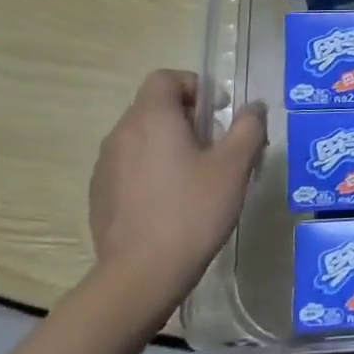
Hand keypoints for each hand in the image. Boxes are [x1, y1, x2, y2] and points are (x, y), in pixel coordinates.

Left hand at [86, 71, 267, 328]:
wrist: (141, 274)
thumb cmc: (193, 211)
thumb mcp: (234, 166)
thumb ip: (248, 127)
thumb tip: (254, 107)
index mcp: (152, 118)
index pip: (166, 78)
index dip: (194, 85)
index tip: (218, 112)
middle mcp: (122, 133)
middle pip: (154, 107)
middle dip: (187, 118)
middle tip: (216, 147)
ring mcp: (105, 166)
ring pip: (142, 138)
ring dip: (169, 144)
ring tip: (197, 177)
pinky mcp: (100, 195)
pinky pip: (129, 167)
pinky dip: (152, 170)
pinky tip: (172, 203)